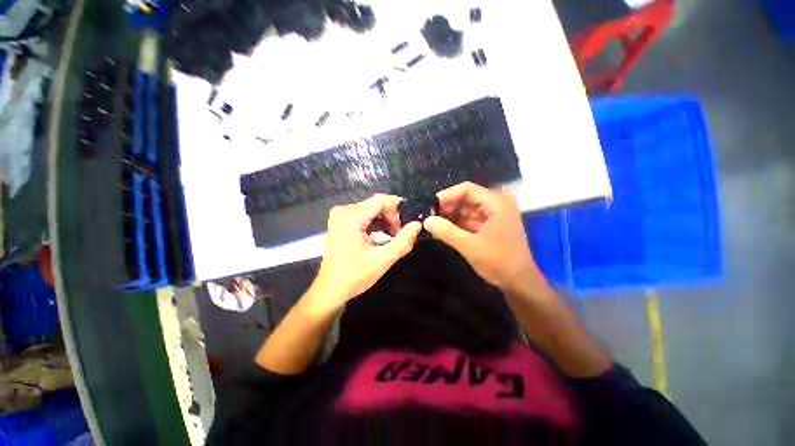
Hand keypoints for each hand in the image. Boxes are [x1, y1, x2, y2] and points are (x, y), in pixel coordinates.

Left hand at [308, 194, 421, 312]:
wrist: (331, 289)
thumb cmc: (355, 276)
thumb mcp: (383, 259)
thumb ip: (403, 241)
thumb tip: (418, 224)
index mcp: (351, 217)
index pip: (381, 200)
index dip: (398, 209)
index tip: (407, 224)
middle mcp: (344, 210)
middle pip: (376, 204)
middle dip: (392, 217)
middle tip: (401, 234)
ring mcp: (341, 215)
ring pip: (371, 209)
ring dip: (385, 220)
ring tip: (394, 236)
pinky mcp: (341, 221)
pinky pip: (364, 215)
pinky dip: (376, 223)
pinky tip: (383, 235)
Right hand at [423, 182, 542, 293]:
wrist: (519, 283)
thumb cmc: (499, 262)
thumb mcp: (470, 246)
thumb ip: (447, 232)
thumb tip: (426, 221)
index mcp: (496, 203)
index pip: (467, 189)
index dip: (447, 195)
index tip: (431, 206)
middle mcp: (495, 205)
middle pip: (466, 199)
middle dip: (447, 207)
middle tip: (429, 217)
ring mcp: (492, 216)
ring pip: (465, 210)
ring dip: (449, 217)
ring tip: (432, 224)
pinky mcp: (488, 227)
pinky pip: (468, 220)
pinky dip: (456, 225)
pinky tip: (442, 230)